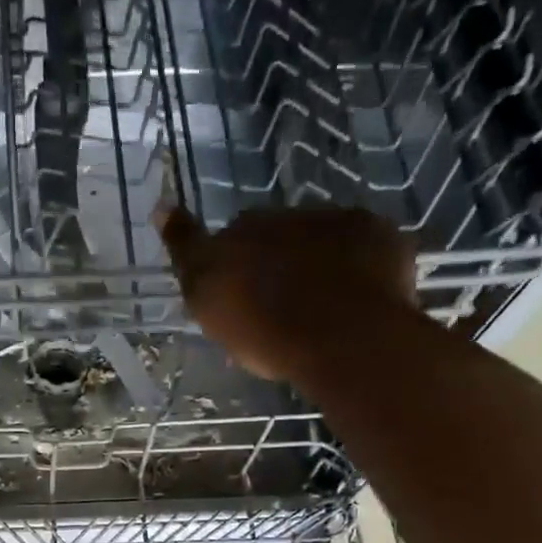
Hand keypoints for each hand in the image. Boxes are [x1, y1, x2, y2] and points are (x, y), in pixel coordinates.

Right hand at [159, 204, 417, 386]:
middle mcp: (286, 215)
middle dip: (277, 261)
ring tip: (324, 308)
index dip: (233, 262)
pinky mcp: (380, 234)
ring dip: (319, 261)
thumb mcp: (206, 299)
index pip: (228, 236)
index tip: (240, 291)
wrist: (344, 337)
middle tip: (280, 307)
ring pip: (321, 237)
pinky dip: (361, 264)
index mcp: (243, 230)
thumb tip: (162, 205)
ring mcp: (337, 221)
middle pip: (277, 236)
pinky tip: (360, 298)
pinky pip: (366, 245)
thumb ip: (186, 251)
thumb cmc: (265, 329)